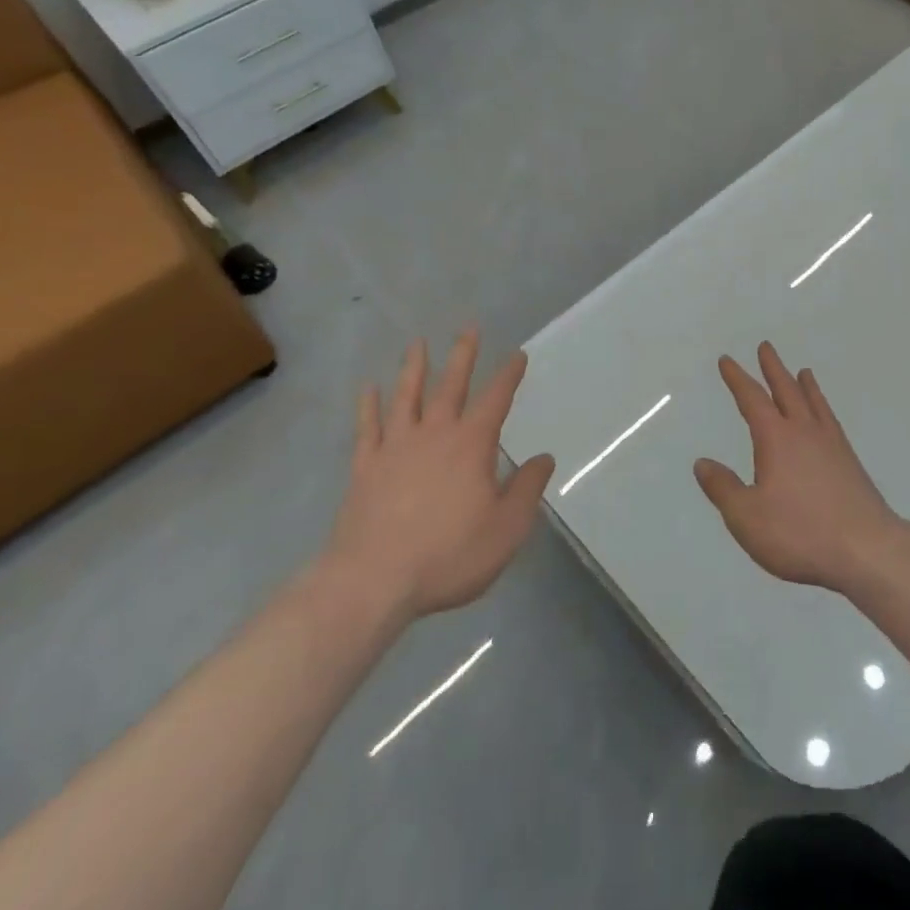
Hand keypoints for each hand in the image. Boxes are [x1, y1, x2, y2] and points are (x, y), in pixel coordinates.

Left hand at [321, 331, 553, 628]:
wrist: (373, 581)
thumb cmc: (448, 555)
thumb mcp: (506, 528)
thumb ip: (527, 489)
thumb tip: (544, 458)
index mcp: (472, 445)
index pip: (496, 399)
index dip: (509, 375)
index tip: (518, 354)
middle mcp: (434, 434)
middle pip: (451, 385)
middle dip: (463, 356)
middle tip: (469, 328)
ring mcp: (395, 448)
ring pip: (407, 397)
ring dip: (414, 368)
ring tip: (417, 343)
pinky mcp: (365, 467)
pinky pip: (367, 427)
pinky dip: (368, 405)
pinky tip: (368, 388)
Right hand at [695, 342, 909, 595]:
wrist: (867, 550)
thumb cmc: (800, 533)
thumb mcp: (747, 517)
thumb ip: (723, 488)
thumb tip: (702, 463)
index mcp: (776, 439)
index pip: (752, 400)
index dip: (737, 379)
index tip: (727, 361)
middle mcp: (805, 433)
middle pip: (786, 391)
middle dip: (773, 369)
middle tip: (766, 347)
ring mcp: (832, 446)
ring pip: (814, 404)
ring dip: (804, 385)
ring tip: (803, 371)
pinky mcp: (851, 464)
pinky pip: (832, 422)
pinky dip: (825, 409)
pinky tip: (826, 419)